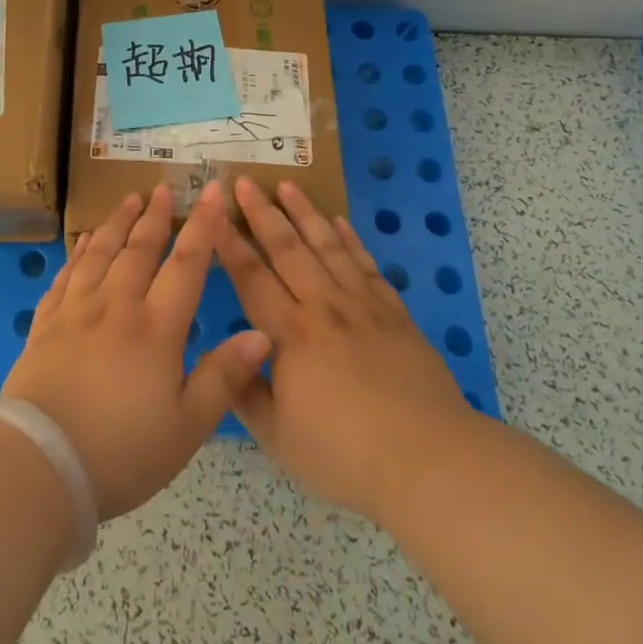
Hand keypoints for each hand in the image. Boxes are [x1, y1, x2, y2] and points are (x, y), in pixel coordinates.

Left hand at [2, 183, 272, 518]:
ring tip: (128, 200)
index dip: (203, 226)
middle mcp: (116, 306)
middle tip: (162, 189)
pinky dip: (77, 253)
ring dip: (116, 224)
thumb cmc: (122, 451)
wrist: (41, 464)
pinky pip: (65, 276)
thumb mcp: (187, 426)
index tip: (212, 192)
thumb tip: (261, 333)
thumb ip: (224, 376)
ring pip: (100, 254)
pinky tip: (83, 242)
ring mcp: (76, 312)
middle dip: (155, 217)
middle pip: (139, 250)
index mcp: (155, 328)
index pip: (186, 265)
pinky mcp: (45, 325)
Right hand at [219, 177, 477, 526]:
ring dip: (306, 214)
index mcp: (291, 335)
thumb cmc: (346, 454)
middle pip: (288, 250)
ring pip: (328, 248)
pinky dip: (351, 241)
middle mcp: (324, 308)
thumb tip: (225, 355)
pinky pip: (367, 267)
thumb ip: (245, 391)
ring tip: (288, 185)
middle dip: (263, 213)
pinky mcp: (395, 315)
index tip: (211, 211)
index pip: (251, 277)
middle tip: (245, 180)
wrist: (431, 462)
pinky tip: (340, 223)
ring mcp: (363, 307)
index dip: (228, 243)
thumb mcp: (279, 437)